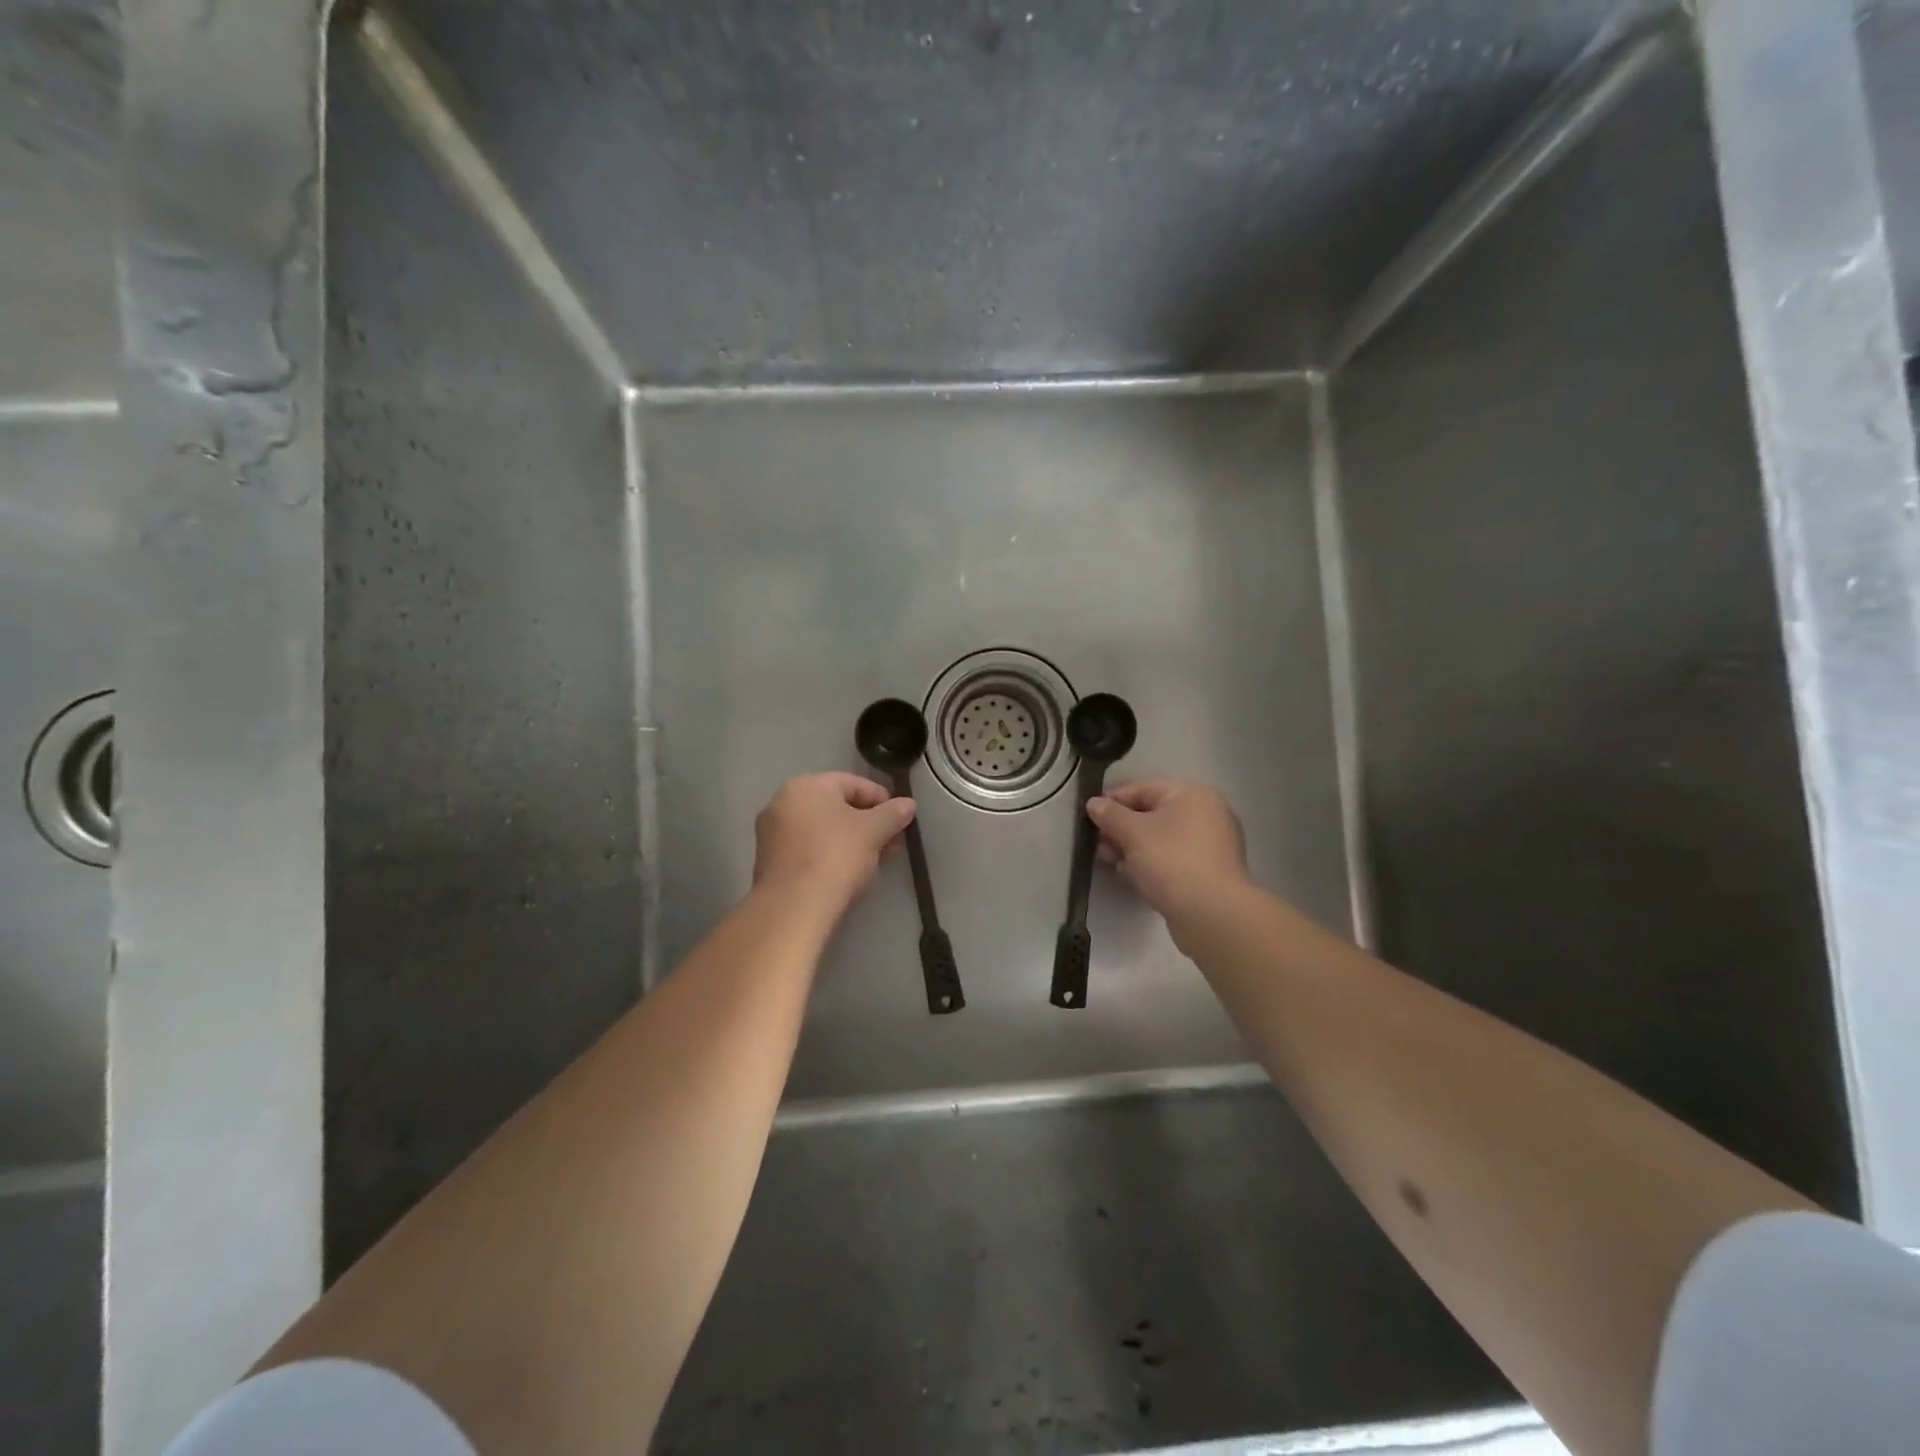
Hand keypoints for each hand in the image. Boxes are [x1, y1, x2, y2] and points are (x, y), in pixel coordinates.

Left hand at [754, 772, 916, 904]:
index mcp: (806, 785)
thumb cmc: (836, 855)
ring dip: (852, 840)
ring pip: (823, 830)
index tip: (901, 819)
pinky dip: (831, 855)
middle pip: (836, 807)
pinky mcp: (770, 862)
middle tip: (892, 841)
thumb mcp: (874, 831)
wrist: (794, 906)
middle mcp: (782, 802)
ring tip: (877, 859)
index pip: (853, 783)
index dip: (882, 799)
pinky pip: (809, 849)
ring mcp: (772, 833)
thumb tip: (908, 804)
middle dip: (868, 823)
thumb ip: (893, 814)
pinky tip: (851, 873)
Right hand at [1087, 779, 1248, 920]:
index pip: (1143, 789)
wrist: (1211, 914)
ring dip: (1133, 849)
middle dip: (1121, 829)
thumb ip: (1109, 814)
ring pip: (1161, 840)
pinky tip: (1133, 877)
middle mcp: (1207, 814)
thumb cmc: (1170, 861)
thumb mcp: (1132, 832)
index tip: (1089, 817)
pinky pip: (1172, 860)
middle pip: (1152, 814)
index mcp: (1193, 795)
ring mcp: (1211, 846)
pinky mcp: (1208, 873)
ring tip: (1111, 863)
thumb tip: (1094, 803)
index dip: (1113, 800)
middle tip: (1098, 845)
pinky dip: (1151, 864)